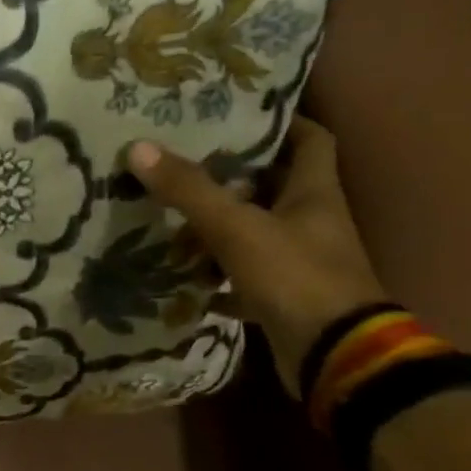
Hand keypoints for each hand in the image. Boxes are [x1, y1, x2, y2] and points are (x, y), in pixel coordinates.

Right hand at [127, 119, 386, 396]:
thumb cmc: (294, 276)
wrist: (332, 354)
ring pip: (256, 235)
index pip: (310, 140)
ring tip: (173, 225)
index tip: (240, 116)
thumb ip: (189, 190)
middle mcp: (312, 223)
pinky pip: (246, 281)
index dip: (282, 123)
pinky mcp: (285, 300)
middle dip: (233, 178)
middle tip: (186, 168)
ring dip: (219, 231)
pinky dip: (219, 280)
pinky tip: (187, 280)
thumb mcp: (236, 227)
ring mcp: (300, 264)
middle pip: (275, 188)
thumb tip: (138, 147)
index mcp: (314, 193)